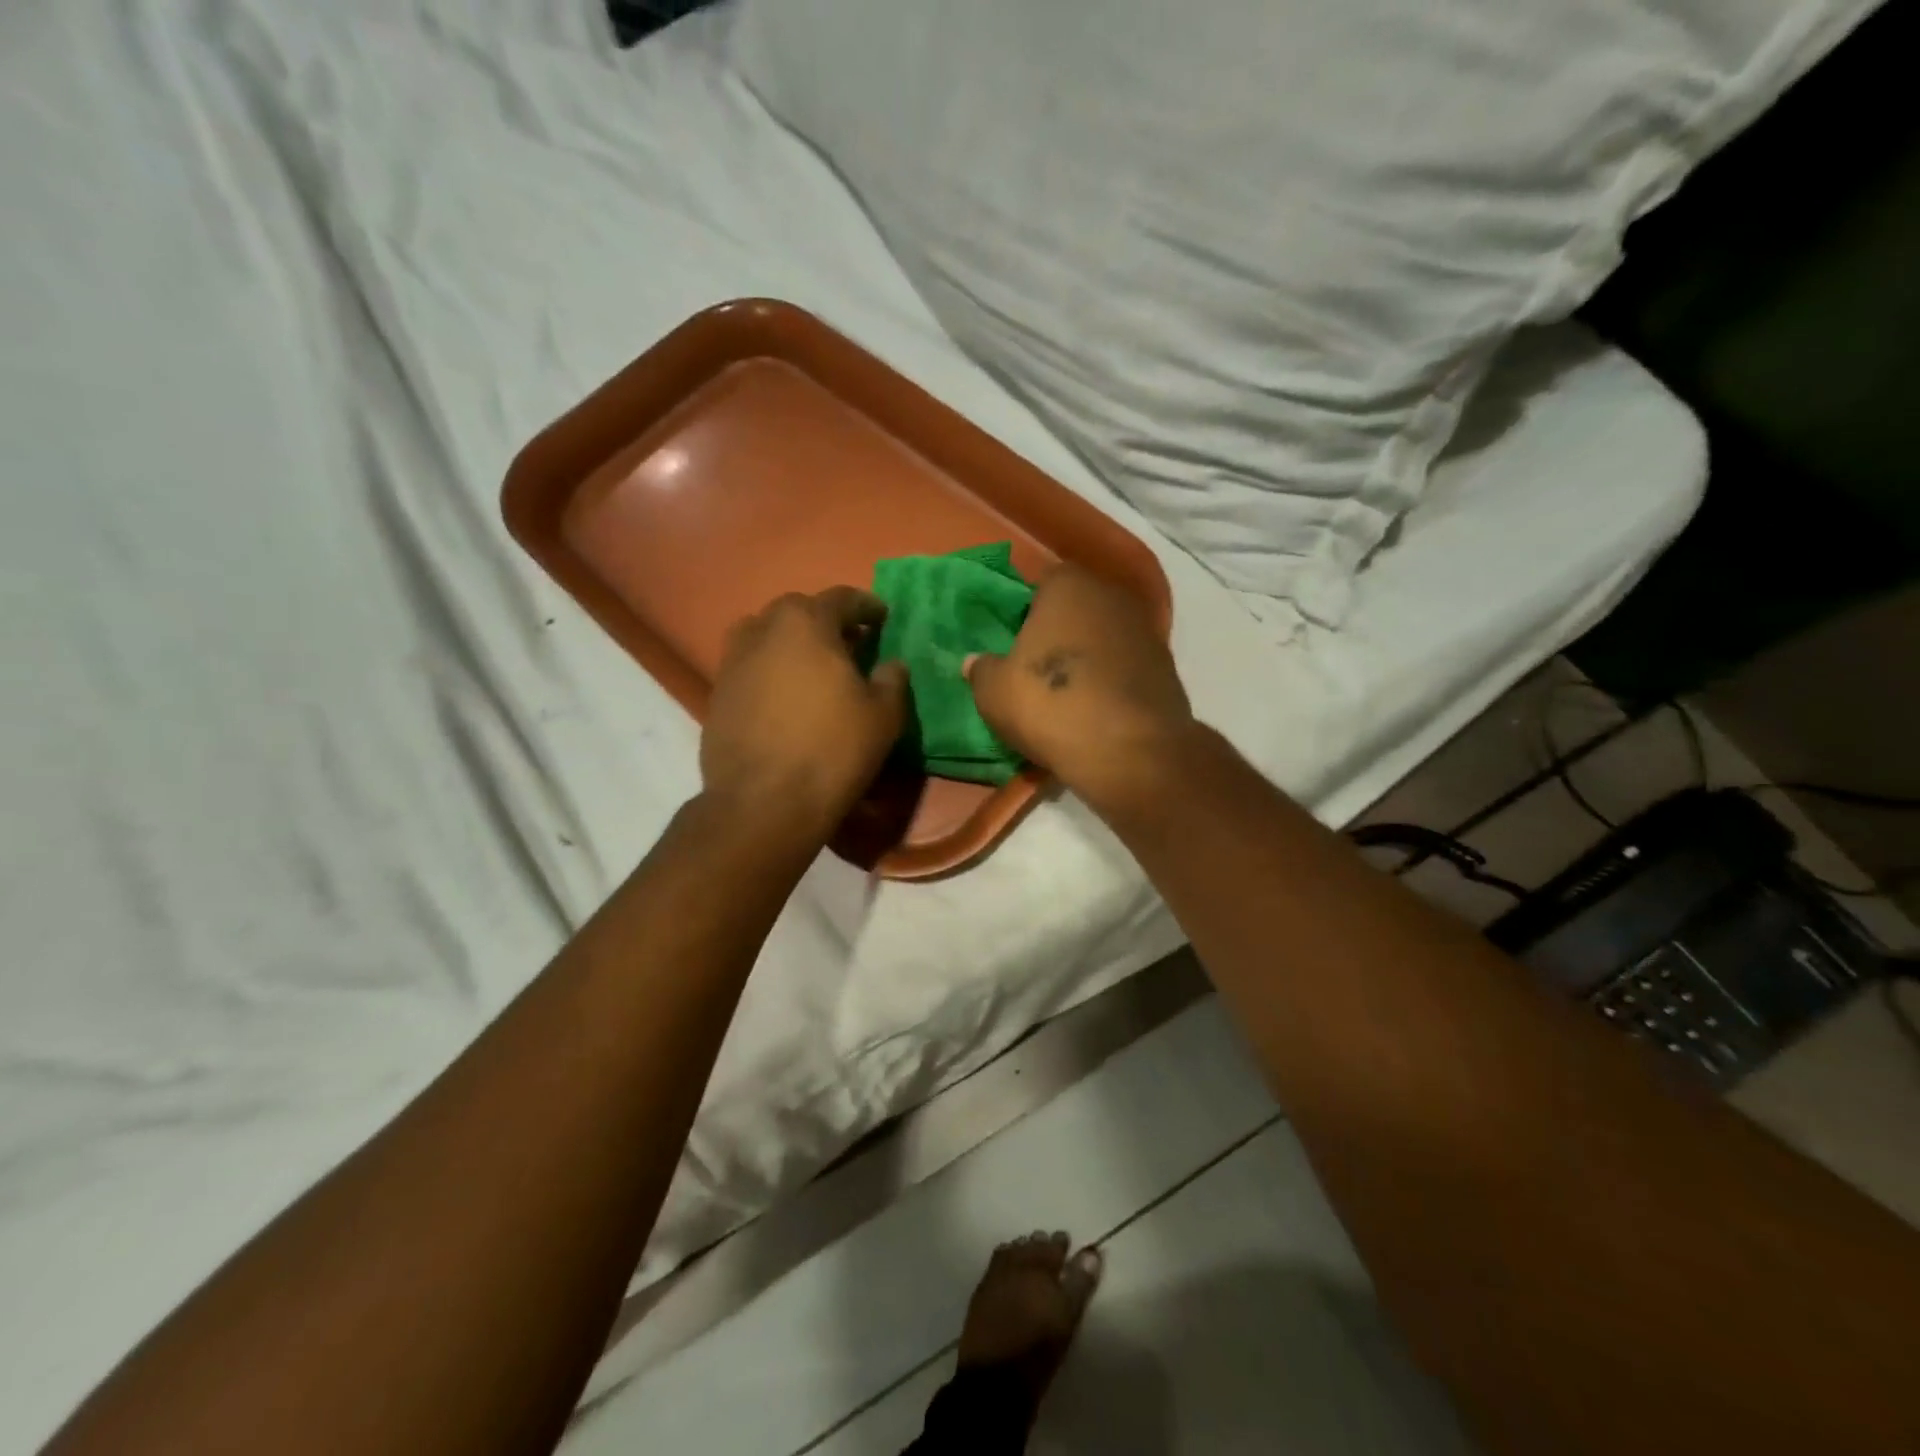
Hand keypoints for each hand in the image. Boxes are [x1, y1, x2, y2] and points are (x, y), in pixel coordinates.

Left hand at [701, 588, 909, 842]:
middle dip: (826, 621)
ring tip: (812, 668)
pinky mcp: (717, 694)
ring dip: (792, 644)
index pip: (841, 598)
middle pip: (798, 612)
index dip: (866, 606)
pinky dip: (771, 672)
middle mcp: (762, 630)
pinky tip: (786, 698)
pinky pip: (750, 668)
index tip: (881, 617)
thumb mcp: (883, 715)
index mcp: (806, 622)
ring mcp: (733, 661)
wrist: (763, 802)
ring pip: (767, 637)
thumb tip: (891, 664)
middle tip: (849, 643)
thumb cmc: (832, 749)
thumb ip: (891, 680)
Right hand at [966, 565, 1196, 811]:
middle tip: (1036, 665)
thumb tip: (974, 660)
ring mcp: (1146, 630)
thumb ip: (981, 669)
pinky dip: (1112, 680)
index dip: (1026, 610)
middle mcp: (1112, 595)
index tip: (1014, 640)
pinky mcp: (1167, 667)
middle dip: (1059, 630)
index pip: (1041, 582)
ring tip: (1067, 693)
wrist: (1131, 751)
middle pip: (1077, 607)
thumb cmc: (1051, 705)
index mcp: (1068, 585)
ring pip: (1104, 636)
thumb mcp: (994, 692)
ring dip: (1088, 656)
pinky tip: (1097, 709)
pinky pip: (1126, 666)